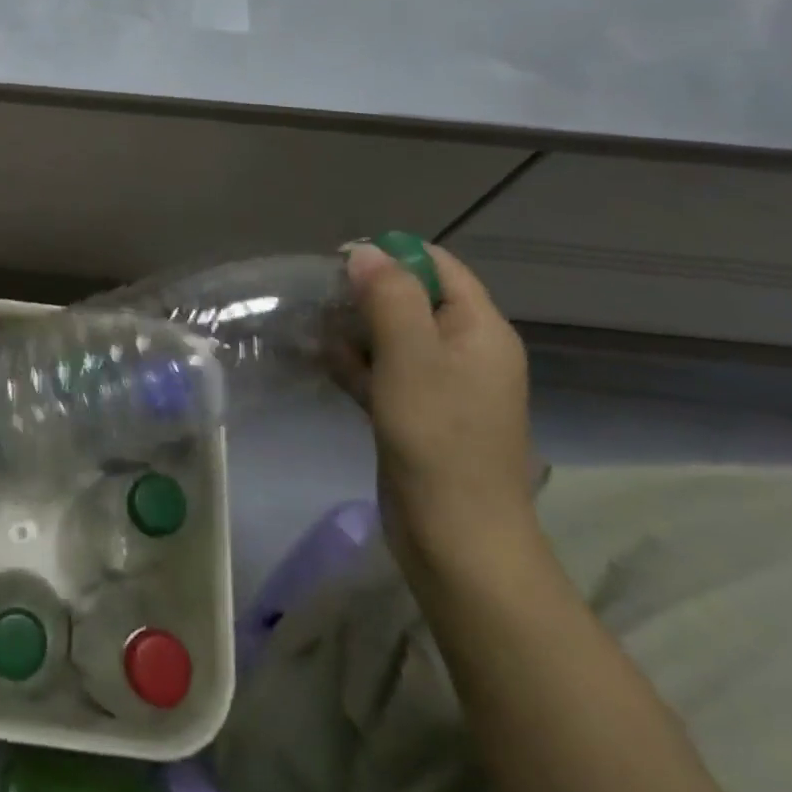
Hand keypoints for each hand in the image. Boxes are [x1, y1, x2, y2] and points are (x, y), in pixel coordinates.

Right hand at [340, 242, 539, 582]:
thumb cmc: (439, 437)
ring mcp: (442, 385)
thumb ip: (389, 296)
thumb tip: (364, 251)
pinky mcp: (417, 413)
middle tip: (319, 296)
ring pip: (393, 335)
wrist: (457, 540)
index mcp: (480, 329)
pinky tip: (321, 358)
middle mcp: (466, 350)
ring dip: (355, 327)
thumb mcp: (411, 356)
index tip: (340, 262)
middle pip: (413, 298)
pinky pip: (384, 371)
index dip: (391, 255)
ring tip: (311, 324)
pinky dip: (356, 361)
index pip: (438, 266)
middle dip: (366, 291)